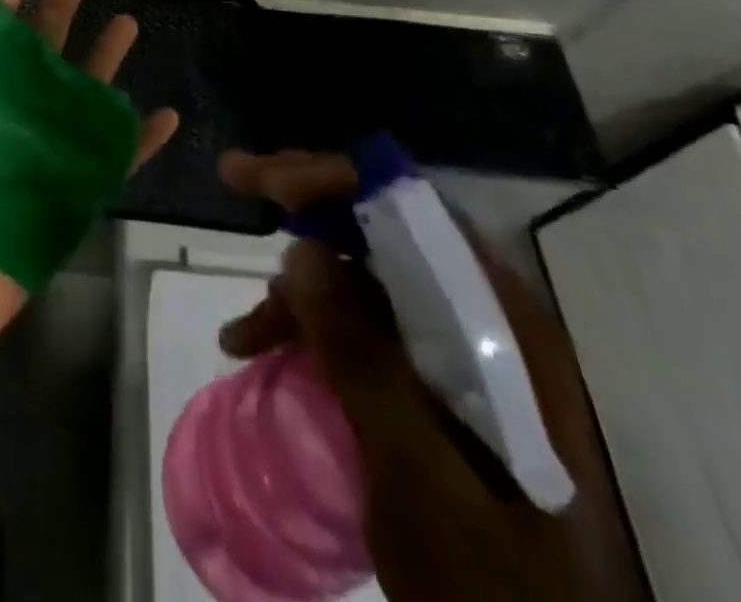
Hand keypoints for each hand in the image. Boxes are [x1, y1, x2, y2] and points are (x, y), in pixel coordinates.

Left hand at [0, 0, 178, 374]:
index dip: (2, 9)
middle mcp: (7, 122)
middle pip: (40, 57)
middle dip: (59, 13)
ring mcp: (43, 155)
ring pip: (81, 96)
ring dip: (105, 60)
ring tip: (127, 22)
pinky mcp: (70, 193)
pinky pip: (113, 162)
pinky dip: (140, 141)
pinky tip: (166, 116)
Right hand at [215, 150, 645, 601]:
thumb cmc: (494, 587)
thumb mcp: (419, 480)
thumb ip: (365, 363)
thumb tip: (303, 250)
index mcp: (503, 327)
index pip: (415, 213)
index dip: (337, 181)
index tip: (267, 178)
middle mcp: (487, 319)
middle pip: (385, 228)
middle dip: (305, 207)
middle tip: (238, 180)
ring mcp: (462, 349)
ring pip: (365, 277)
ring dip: (298, 287)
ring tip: (241, 337)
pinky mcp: (437, 381)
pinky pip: (364, 322)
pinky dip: (310, 326)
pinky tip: (265, 354)